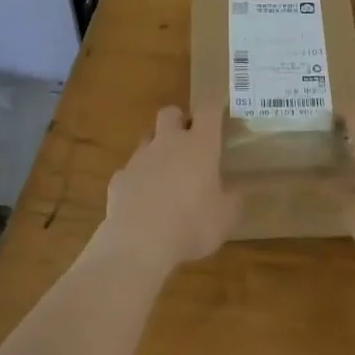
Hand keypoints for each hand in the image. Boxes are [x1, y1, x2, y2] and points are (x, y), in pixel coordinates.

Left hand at [100, 107, 241, 269]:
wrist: (139, 244)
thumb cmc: (192, 226)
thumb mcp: (226, 218)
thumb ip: (232, 200)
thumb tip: (234, 192)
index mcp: (199, 146)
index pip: (208, 111)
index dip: (213, 109)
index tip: (218, 113)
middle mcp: (168, 143)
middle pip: (170, 113)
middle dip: (179, 121)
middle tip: (188, 142)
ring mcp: (139, 159)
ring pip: (147, 141)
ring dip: (157, 151)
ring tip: (166, 178)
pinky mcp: (119, 179)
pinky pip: (130, 171)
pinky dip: (138, 180)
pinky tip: (143, 202)